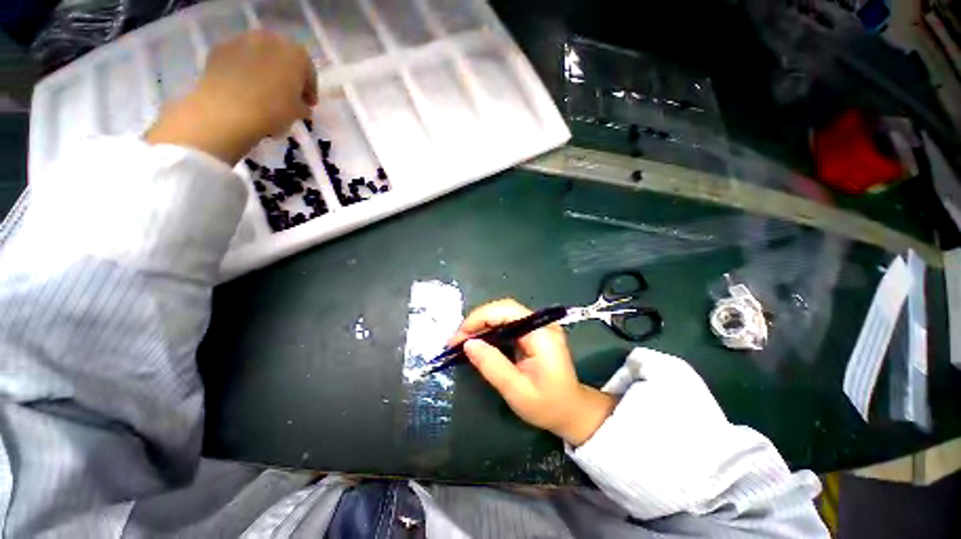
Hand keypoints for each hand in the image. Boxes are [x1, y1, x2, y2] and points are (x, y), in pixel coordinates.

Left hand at [145, 30, 317, 163]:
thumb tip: (301, 104)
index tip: (308, 105)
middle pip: (284, 58)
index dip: (310, 90)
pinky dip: (244, 71)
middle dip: (287, 76)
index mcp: (296, 54)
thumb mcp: (299, 113)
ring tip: (263, 93)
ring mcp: (242, 40)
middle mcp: (271, 39)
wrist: (227, 110)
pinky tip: (243, 89)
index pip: (309, 71)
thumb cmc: (273, 110)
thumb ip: (303, 104)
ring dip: (264, 71)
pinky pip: (239, 60)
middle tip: (287, 97)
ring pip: (260, 56)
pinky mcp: (221, 48)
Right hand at [449, 299, 617, 446]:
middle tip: (457, 339)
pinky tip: (480, 340)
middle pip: (504, 309)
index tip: (459, 336)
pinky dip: (491, 329)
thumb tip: (468, 343)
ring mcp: (539, 326)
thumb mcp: (517, 391)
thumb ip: (492, 365)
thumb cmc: (548, 405)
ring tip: (463, 340)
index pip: (507, 311)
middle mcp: (542, 324)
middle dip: (478, 320)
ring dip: (482, 324)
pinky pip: (508, 323)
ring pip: (504, 314)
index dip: (479, 318)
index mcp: (542, 334)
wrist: (572, 412)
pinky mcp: (534, 333)